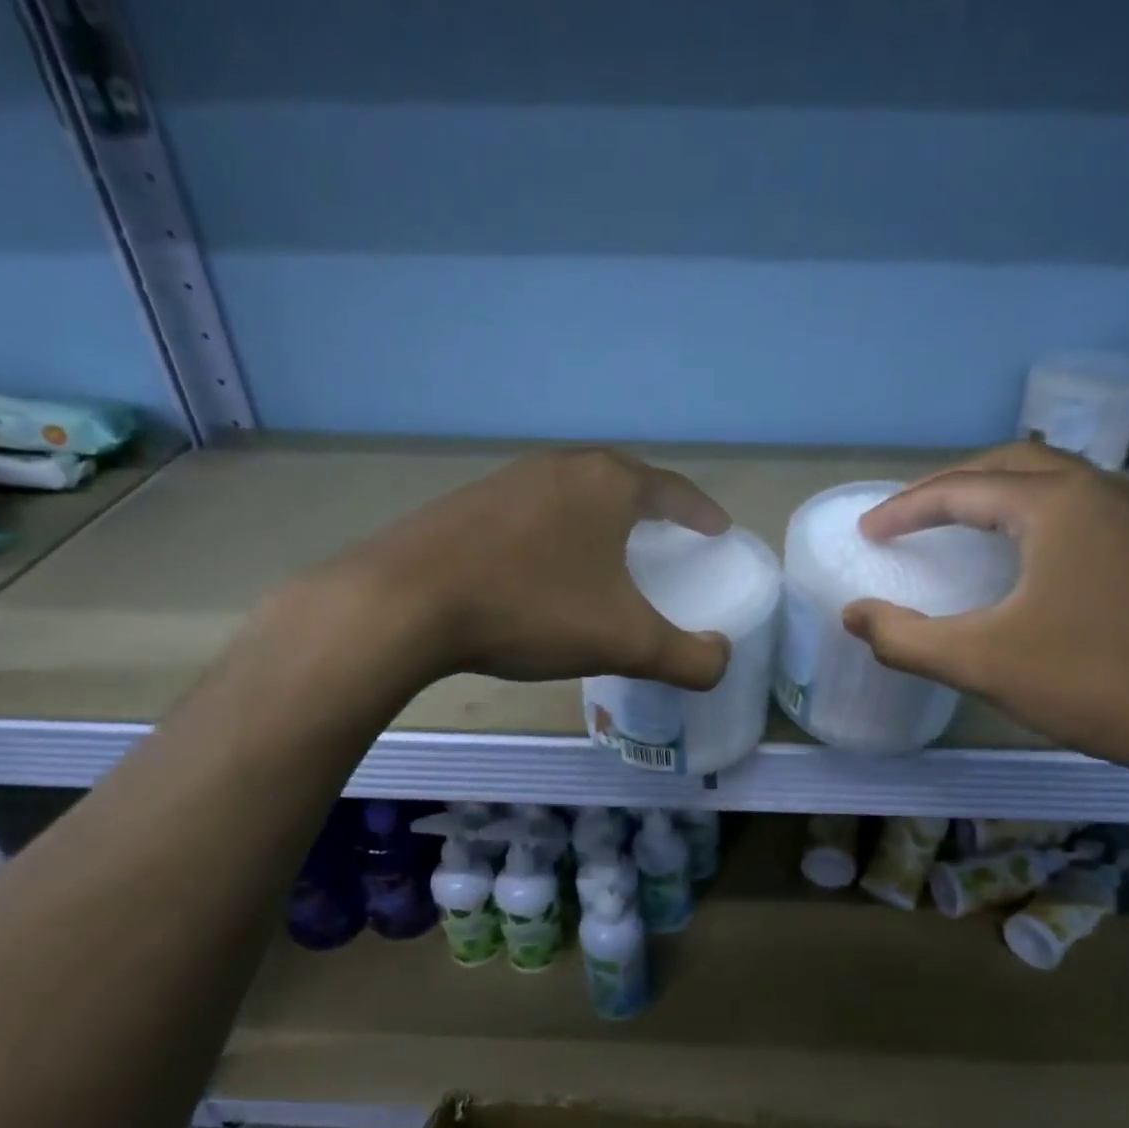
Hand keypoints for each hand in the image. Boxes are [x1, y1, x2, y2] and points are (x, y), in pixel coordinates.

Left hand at [318, 448, 732, 688]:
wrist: (407, 602)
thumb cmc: (532, 608)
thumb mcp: (624, 641)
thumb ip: (686, 656)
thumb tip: (721, 659)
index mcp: (608, 485)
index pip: (673, 490)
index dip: (700, 512)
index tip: (716, 529)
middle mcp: (561, 467)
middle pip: (622, 480)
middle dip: (651, 506)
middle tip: (666, 535)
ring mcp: (508, 479)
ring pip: (573, 494)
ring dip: (599, 517)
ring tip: (608, 550)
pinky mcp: (467, 502)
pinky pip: (532, 511)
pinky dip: (555, 532)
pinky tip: (543, 565)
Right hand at [842, 443, 1128, 791]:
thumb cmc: (1101, 681)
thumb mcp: (984, 663)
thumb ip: (906, 639)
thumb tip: (852, 615)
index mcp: (1058, 504)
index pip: (963, 488)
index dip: (906, 508)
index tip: (869, 532)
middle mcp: (1106, 492)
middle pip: (1012, 467)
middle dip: (952, 487)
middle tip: (910, 518)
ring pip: (1056, 485)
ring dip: (1000, 496)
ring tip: (963, 527)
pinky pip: (1086, 512)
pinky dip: (1039, 519)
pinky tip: (1033, 560)